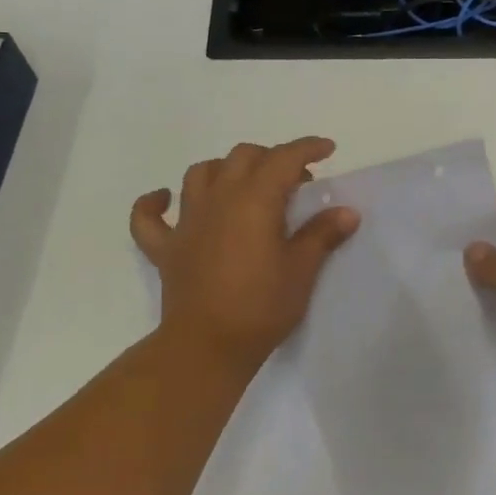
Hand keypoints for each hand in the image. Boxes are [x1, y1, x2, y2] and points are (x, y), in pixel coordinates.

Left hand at [130, 138, 359, 372]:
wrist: (208, 347)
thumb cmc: (261, 306)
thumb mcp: (302, 270)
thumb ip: (322, 234)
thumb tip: (346, 212)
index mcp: (255, 200)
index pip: (283, 158)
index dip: (307, 148)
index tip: (328, 149)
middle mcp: (218, 199)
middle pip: (243, 157)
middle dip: (271, 158)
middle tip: (295, 182)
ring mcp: (187, 221)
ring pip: (200, 173)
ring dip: (225, 169)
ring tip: (244, 185)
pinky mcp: (165, 248)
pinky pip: (148, 216)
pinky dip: (154, 202)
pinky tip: (165, 198)